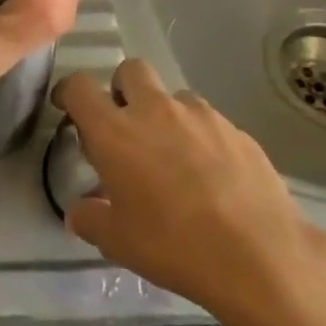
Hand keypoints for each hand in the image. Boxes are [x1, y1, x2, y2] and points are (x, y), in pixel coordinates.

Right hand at [54, 60, 325, 325]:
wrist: (259, 255)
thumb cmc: (174, 246)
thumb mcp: (117, 242)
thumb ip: (90, 219)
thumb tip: (79, 211)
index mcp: (115, 132)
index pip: (80, 87)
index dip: (68, 91)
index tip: (66, 107)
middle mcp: (155, 111)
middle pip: (130, 70)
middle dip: (121, 89)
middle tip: (124, 125)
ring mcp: (201, 116)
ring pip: (173, 96)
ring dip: (164, 115)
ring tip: (173, 156)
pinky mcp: (237, 130)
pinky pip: (208, 121)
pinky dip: (199, 137)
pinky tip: (210, 175)